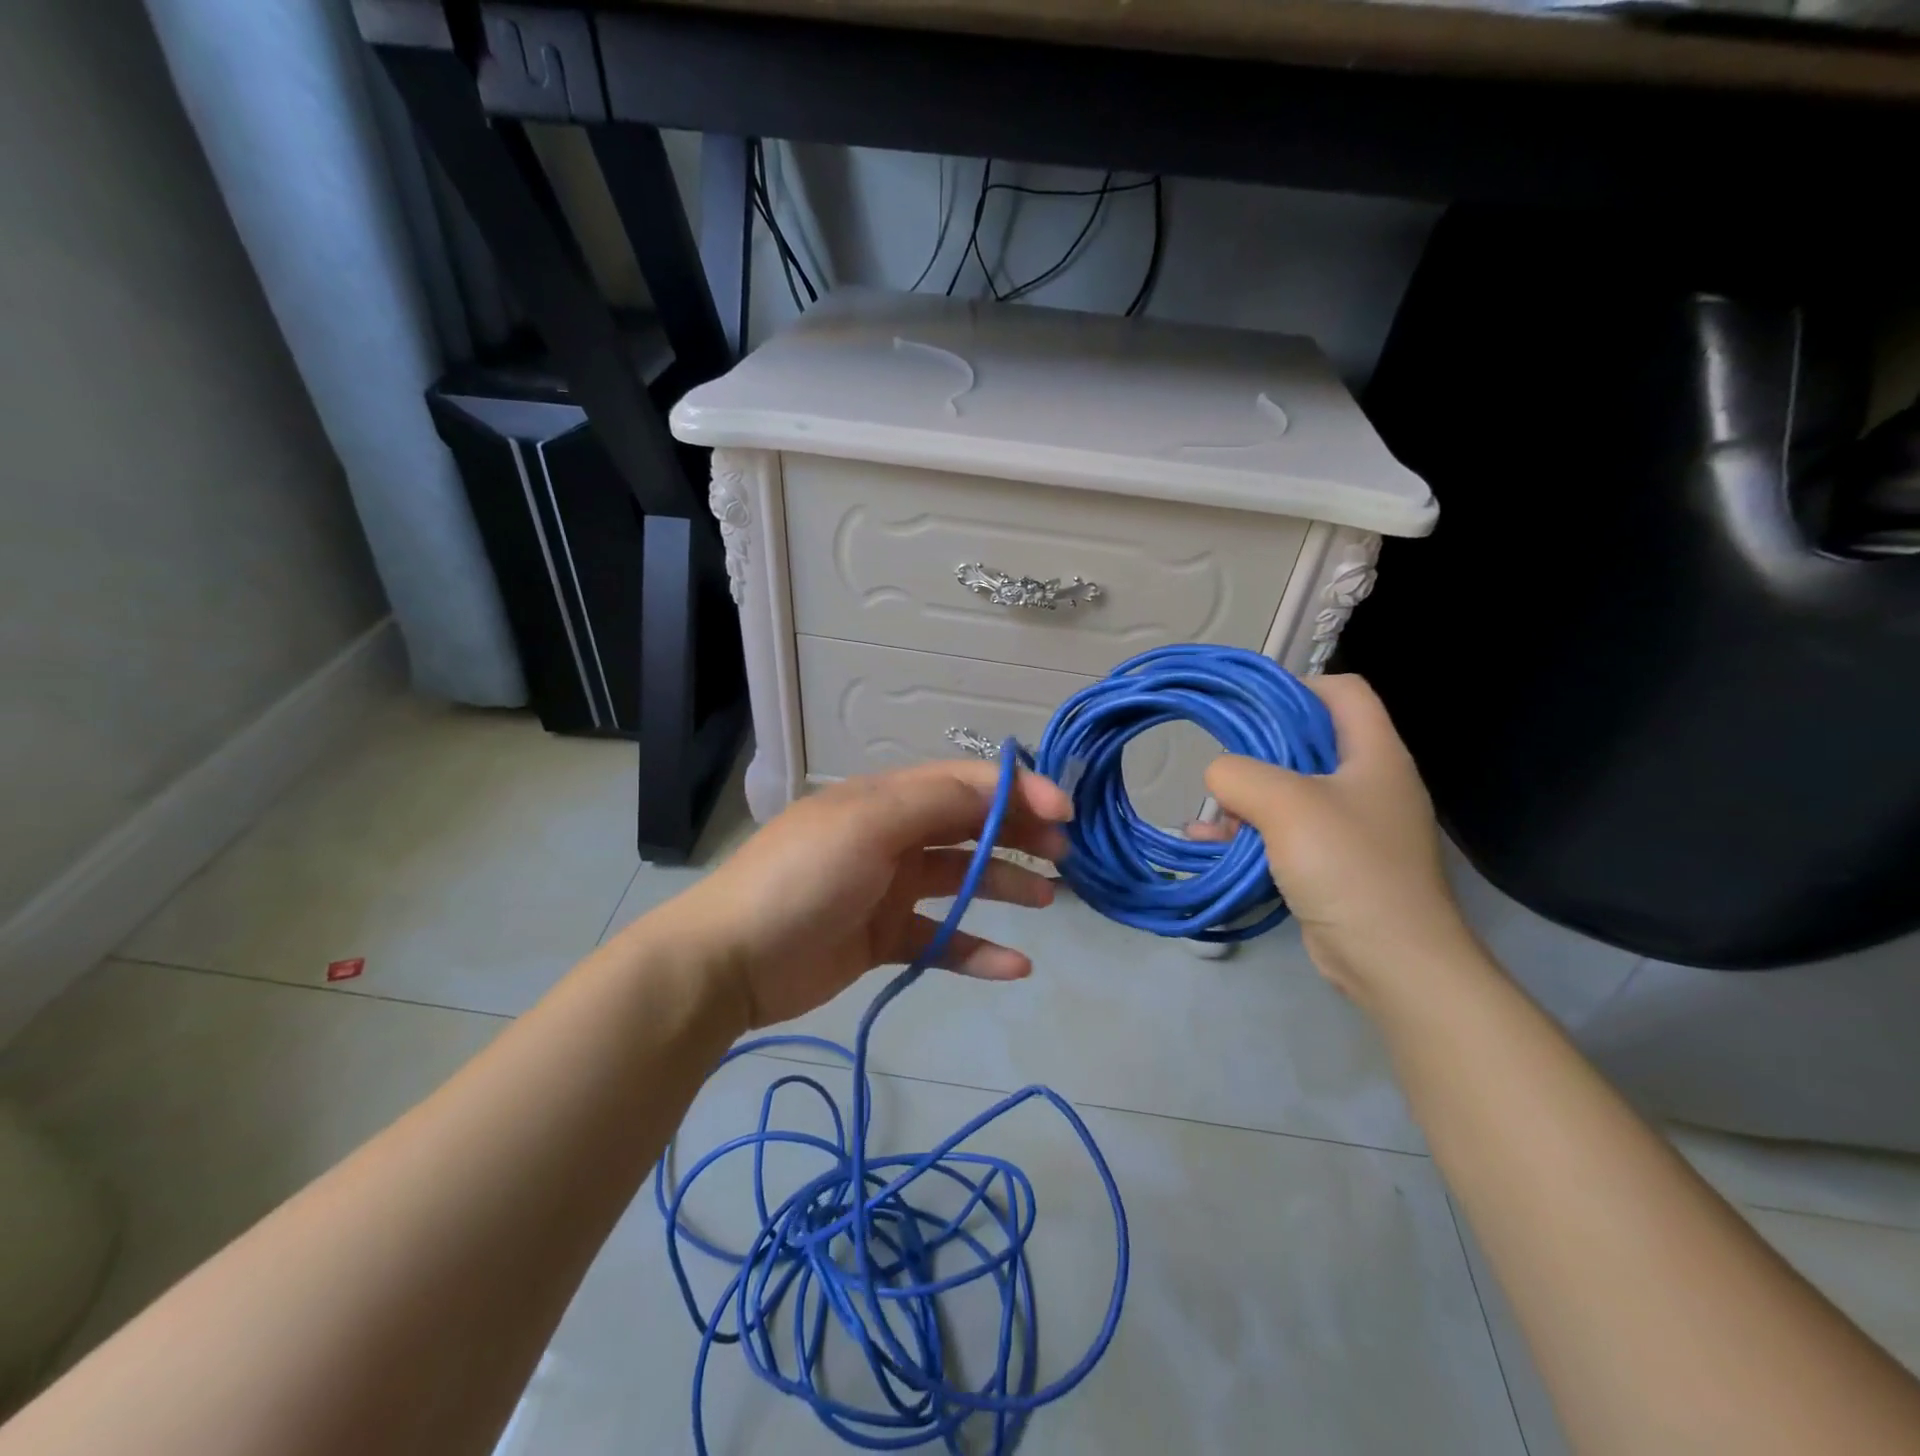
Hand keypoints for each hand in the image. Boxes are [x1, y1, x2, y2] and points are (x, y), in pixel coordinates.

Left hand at [671, 762, 1071, 1028]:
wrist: (730, 961)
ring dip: (1004, 885)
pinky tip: (1014, 967)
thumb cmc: (802, 878)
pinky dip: (976, 950)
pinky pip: (940, 939)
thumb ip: (935, 802)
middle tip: (1064, 853)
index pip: (963, 784)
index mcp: (886, 799)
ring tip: (1049, 897)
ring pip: (960, 880)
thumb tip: (998, 789)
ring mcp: (887, 889)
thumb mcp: (867, 825)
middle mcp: (891, 836)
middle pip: (967, 827)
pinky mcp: (882, 938)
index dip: (1016, 791)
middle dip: (1017, 833)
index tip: (1064, 812)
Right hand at [1198, 674, 1475, 1007]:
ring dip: (1246, 798)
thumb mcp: (1286, 805)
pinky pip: (1285, 832)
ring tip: (1209, 815)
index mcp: (1374, 754)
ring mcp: (1353, 825)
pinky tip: (1210, 843)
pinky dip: (1250, 832)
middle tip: (1221, 764)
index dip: (1296, 688)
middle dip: (1258, 750)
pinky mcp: (1334, 862)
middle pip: (1309, 741)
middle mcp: (1368, 782)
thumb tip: (1218, 774)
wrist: (1392, 961)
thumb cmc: (1348, 866)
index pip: (1342, 692)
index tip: (1248, 707)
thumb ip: (1239, 774)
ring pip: (1290, 790)